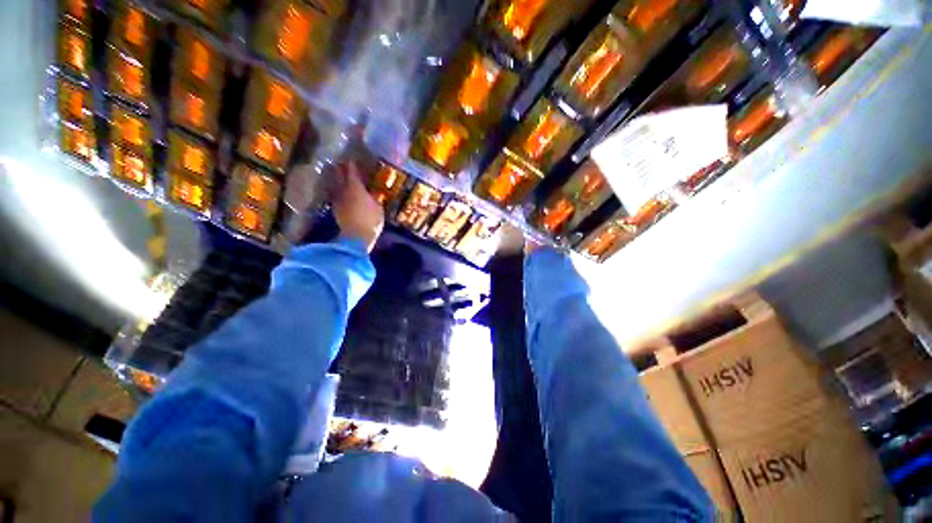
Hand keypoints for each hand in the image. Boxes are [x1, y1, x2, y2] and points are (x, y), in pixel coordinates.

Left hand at [331, 161, 383, 251]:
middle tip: (341, 163)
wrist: (356, 237)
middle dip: (340, 168)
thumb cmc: (371, 220)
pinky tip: (340, 191)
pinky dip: (337, 190)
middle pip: (339, 175)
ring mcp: (338, 199)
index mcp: (355, 187)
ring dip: (336, 178)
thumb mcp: (378, 208)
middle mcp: (343, 190)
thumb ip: (375, 197)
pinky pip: (336, 194)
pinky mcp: (336, 209)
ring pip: (335, 184)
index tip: (352, 159)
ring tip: (338, 175)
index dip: (352, 164)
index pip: (352, 171)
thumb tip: (374, 191)